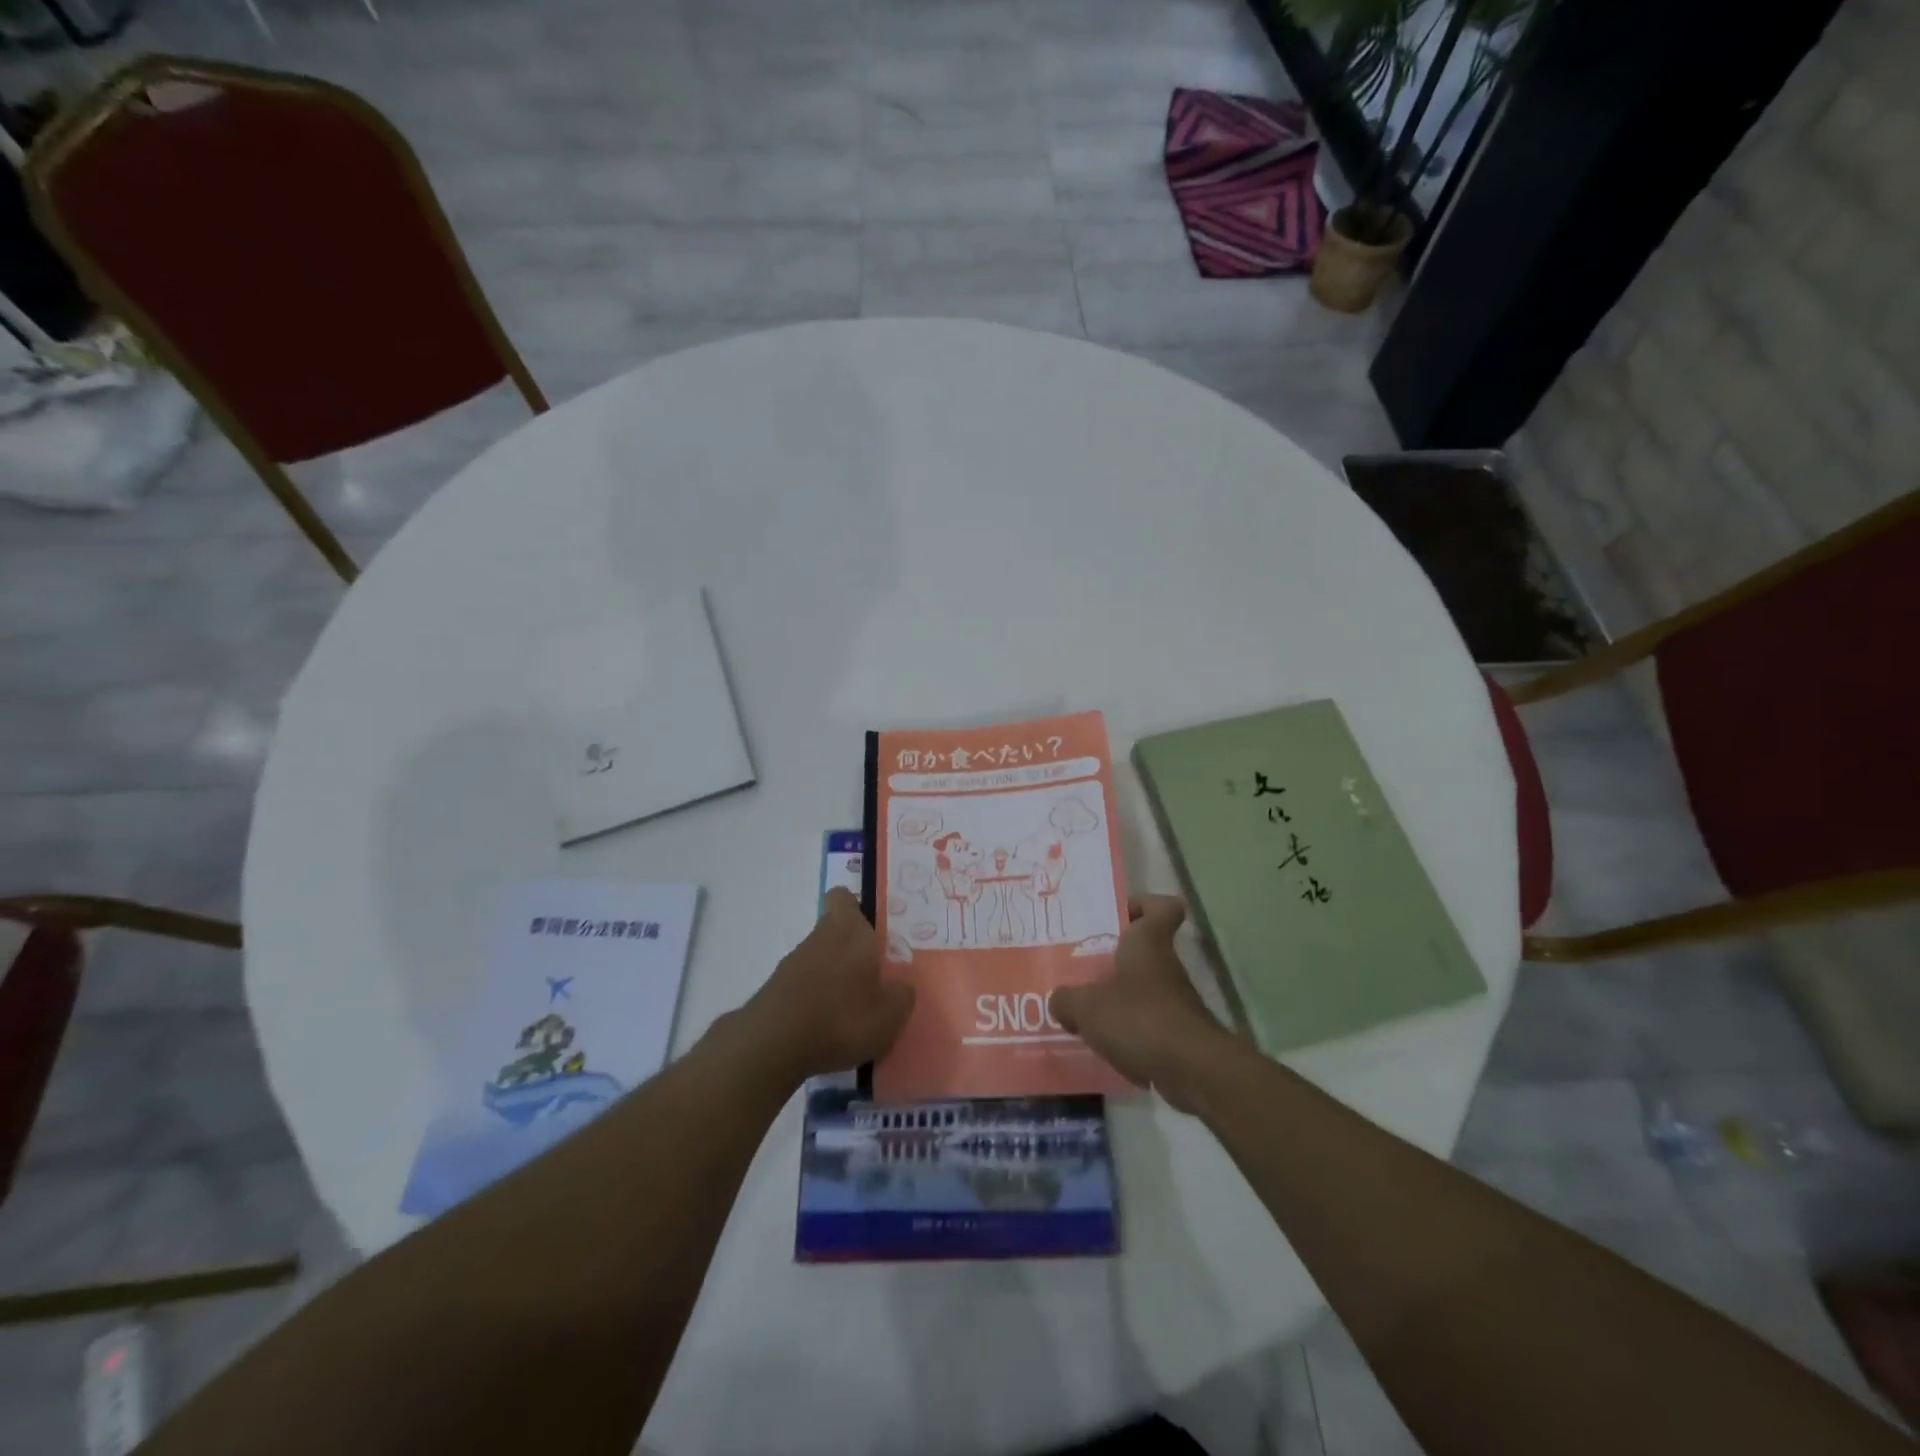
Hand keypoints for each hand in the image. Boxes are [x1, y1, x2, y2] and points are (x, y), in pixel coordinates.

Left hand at [737, 888, 915, 1085]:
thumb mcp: (889, 1016)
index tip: (870, 930)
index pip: (843, 897)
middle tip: (870, 978)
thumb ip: (901, 996)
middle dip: (850, 951)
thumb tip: (901, 986)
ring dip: (832, 977)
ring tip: (849, 1012)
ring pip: (818, 958)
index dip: (855, 908)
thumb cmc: (841, 1018)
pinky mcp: (775, 989)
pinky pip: (802, 985)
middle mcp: (820, 938)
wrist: (773, 1044)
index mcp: (850, 931)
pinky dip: (813, 1000)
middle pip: (834, 930)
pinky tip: (824, 1029)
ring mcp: (793, 962)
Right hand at [1051, 895, 1227, 1111]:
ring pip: (1142, 990)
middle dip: (1112, 960)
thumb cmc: (1138, 1018)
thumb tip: (1059, 1001)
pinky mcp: (1179, 1035)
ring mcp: (1176, 1002)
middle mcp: (1166, 966)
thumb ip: (1066, 999)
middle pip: (1143, 951)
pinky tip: (1104, 1047)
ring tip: (1083, 1012)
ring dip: (1118, 1000)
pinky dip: (1129, 1034)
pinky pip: (1147, 1025)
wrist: (1192, 1071)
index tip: (1117, 915)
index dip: (1142, 905)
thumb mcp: (1086, 1006)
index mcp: (1148, 942)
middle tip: (1079, 968)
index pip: (1162, 907)